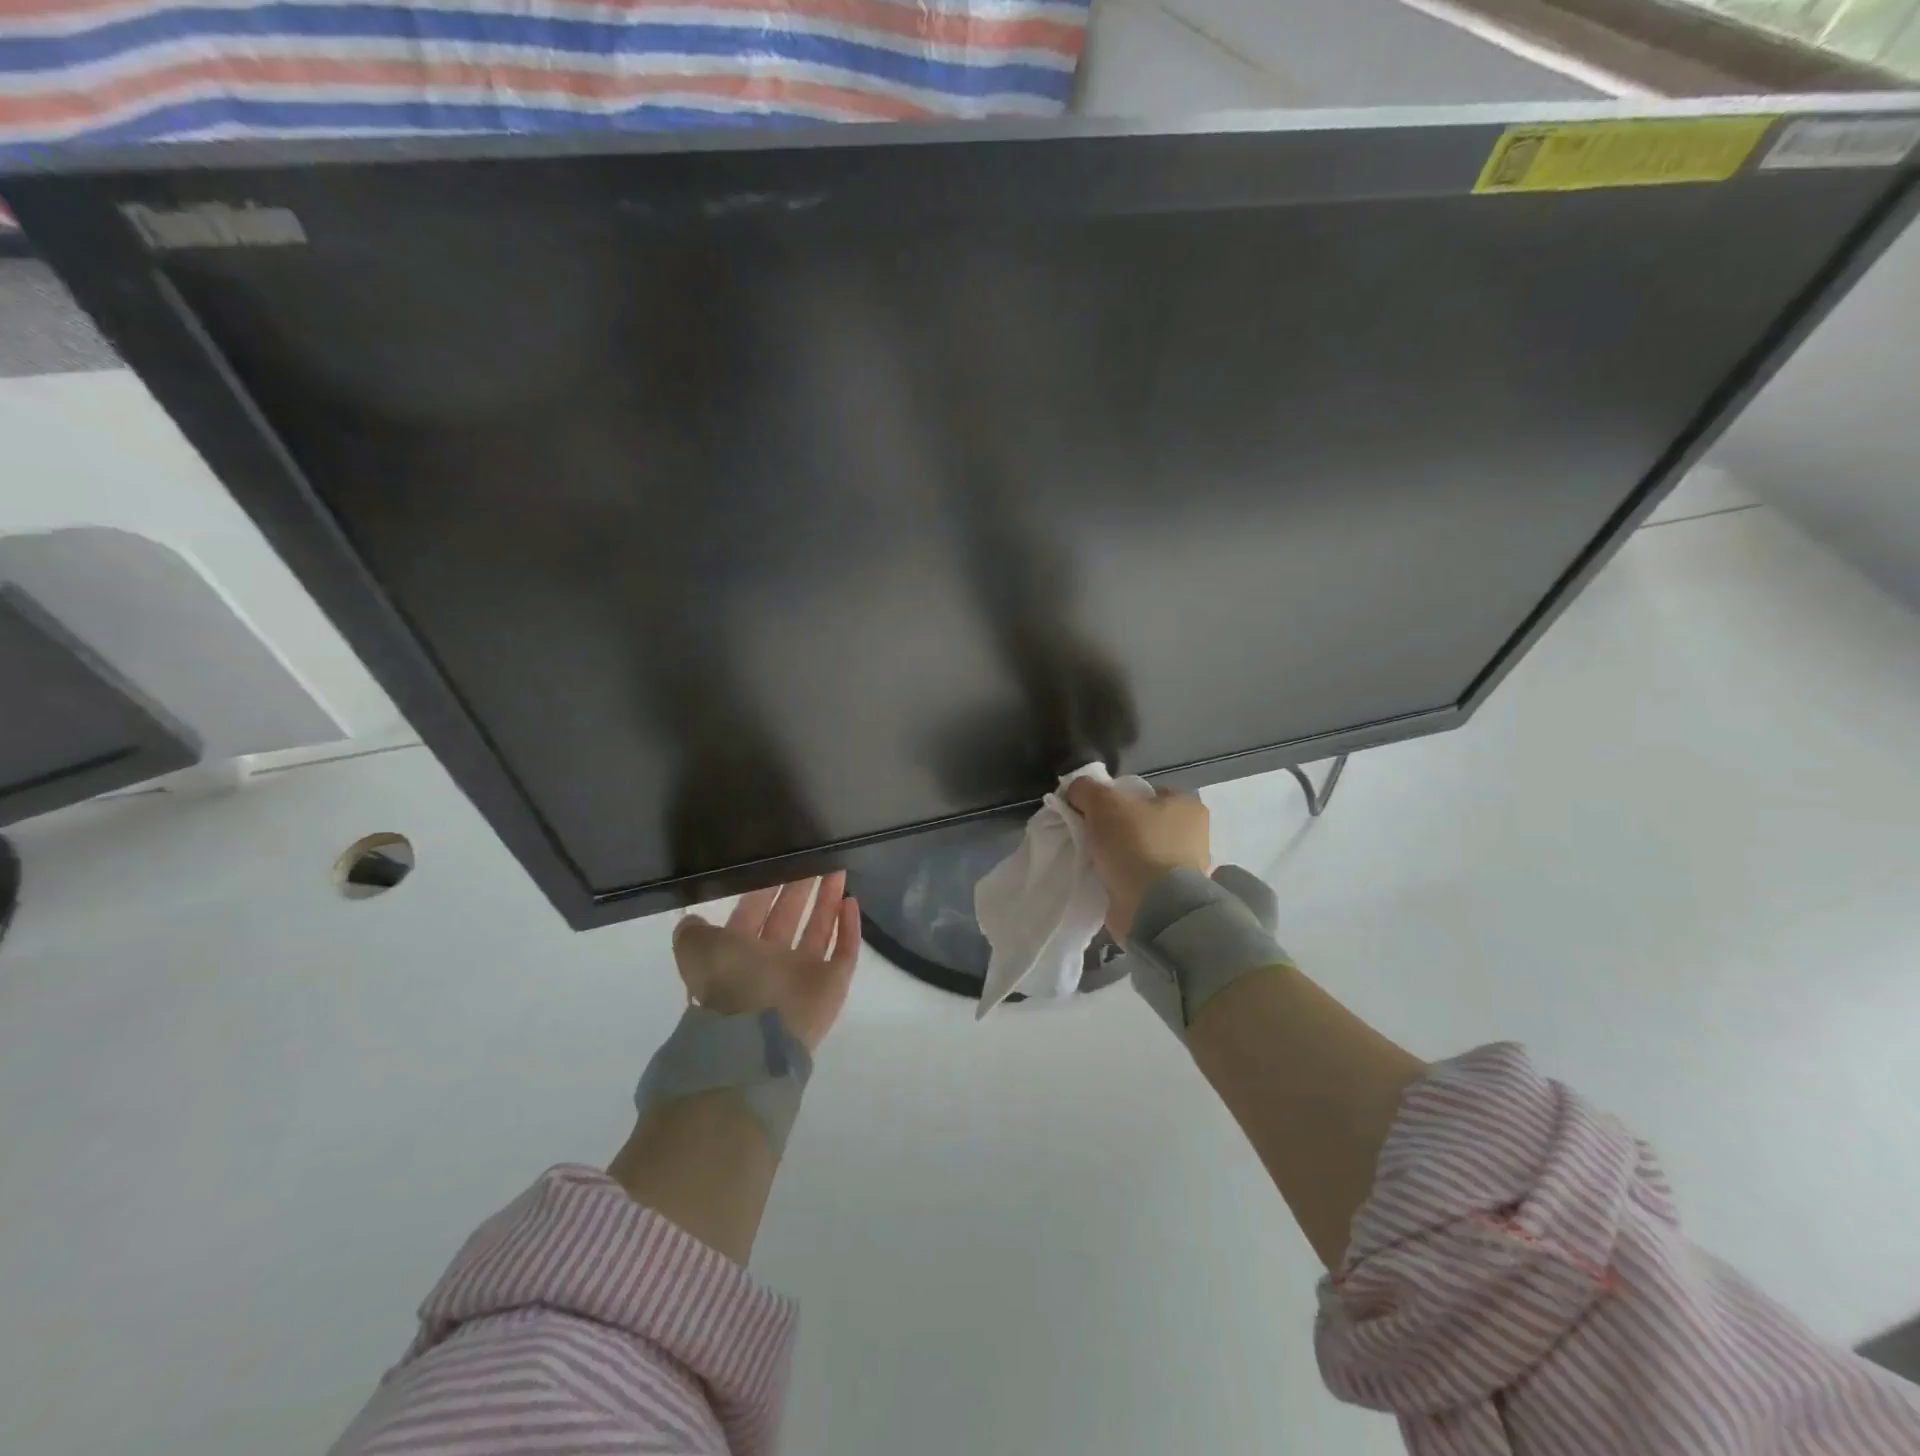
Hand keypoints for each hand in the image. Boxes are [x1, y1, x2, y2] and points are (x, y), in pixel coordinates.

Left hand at [673, 872, 859, 1051]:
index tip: (779, 860)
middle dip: (800, 888)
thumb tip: (691, 919)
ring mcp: (805, 974)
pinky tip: (851, 900)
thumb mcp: (697, 950)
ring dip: (827, 900)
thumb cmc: (731, 983)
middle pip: (789, 917)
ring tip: (837, 870)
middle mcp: (772, 964)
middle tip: (814, 858)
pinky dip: (849, 927)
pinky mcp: (833, 983)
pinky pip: (845, 950)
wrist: (761, 1034)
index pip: (754, 913)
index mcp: (739, 955)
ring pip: (819, 929)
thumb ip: (693, 932)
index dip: (765, 888)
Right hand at [1065, 779, 1210, 938]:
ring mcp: (1186, 869)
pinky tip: (1105, 880)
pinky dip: (1124, 879)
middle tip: (1091, 835)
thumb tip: (1076, 789)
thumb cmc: (1135, 844)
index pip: (1147, 792)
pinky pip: (1141, 879)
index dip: (1118, 797)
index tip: (1094, 811)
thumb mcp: (1102, 802)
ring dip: (1120, 856)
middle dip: (1118, 829)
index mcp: (1187, 806)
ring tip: (1094, 860)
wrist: (1152, 907)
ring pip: (1142, 852)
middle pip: (1144, 823)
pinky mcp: (1173, 897)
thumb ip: (1086, 789)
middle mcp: (1194, 835)